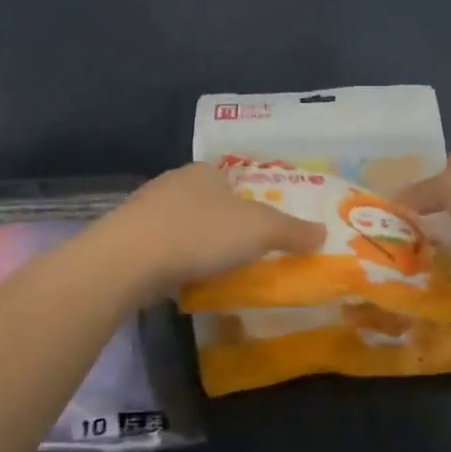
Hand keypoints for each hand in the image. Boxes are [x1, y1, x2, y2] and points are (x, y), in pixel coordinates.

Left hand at [99, 163, 325, 301]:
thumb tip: (323, 232)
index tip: (261, 231)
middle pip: (208, 203)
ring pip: (182, 225)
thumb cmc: (201, 233)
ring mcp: (146, 209)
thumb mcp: (260, 230)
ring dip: (197, 245)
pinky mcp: (127, 237)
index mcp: (204, 171)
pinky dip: (175, 261)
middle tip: (242, 255)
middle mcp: (173, 182)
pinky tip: (183, 281)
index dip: (250, 203)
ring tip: (215, 272)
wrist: (130, 258)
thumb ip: (293, 231)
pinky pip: (161, 248)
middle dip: (223, 226)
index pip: (233, 181)